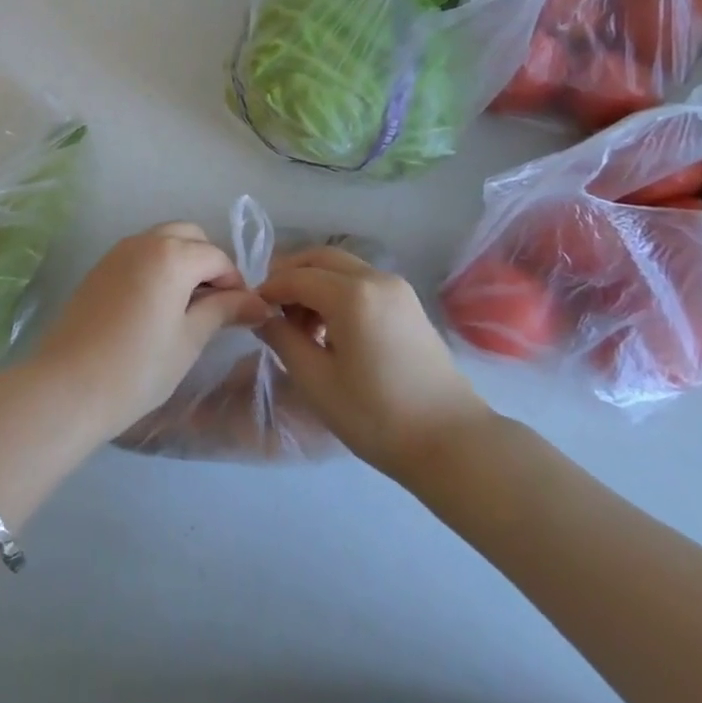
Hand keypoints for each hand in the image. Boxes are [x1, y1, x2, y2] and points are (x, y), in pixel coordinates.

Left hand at [33, 222, 270, 440]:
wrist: (68, 386)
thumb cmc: (138, 367)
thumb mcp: (189, 340)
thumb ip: (223, 311)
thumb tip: (258, 303)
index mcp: (171, 255)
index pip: (217, 257)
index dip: (236, 284)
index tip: (243, 315)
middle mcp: (144, 241)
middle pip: (189, 236)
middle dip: (209, 263)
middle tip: (216, 306)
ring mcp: (117, 251)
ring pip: (163, 240)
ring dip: (183, 261)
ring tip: (188, 307)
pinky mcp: (100, 267)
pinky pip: (140, 253)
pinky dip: (158, 266)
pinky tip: (158, 305)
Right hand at [257, 246, 489, 480]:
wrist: (452, 443)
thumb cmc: (377, 415)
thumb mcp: (316, 381)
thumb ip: (282, 339)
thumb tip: (262, 316)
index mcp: (351, 293)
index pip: (295, 276)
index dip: (268, 289)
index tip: (250, 311)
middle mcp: (375, 278)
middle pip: (320, 259)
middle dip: (291, 276)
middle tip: (271, 310)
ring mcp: (397, 288)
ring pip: (341, 268)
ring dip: (314, 284)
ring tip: (301, 327)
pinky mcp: (408, 304)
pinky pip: (362, 282)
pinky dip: (338, 292)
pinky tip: (331, 330)